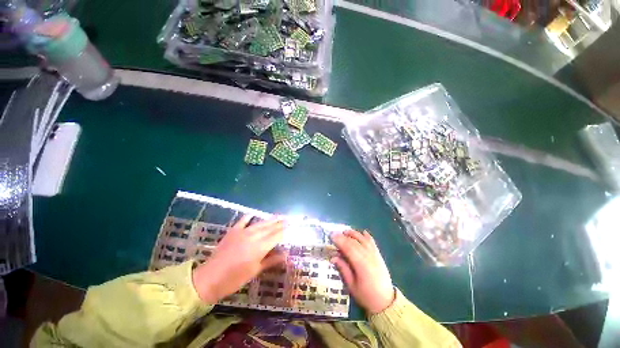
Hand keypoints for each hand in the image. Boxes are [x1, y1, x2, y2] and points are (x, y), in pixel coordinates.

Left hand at [192, 215, 285, 303]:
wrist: (209, 278)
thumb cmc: (234, 279)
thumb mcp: (255, 271)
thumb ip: (271, 260)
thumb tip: (286, 254)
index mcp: (260, 247)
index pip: (276, 235)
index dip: (285, 230)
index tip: (293, 226)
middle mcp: (253, 236)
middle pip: (270, 227)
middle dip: (281, 222)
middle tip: (289, 218)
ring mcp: (243, 231)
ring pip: (260, 223)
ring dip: (271, 219)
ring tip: (279, 215)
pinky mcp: (233, 231)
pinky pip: (243, 220)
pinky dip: (249, 216)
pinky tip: (254, 214)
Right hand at [331, 230, 394, 314]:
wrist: (386, 302)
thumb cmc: (366, 296)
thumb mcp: (352, 285)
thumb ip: (343, 269)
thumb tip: (333, 257)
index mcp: (361, 265)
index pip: (349, 248)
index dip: (340, 241)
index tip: (331, 236)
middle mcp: (369, 257)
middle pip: (355, 242)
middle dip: (344, 236)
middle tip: (335, 233)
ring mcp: (375, 255)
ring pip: (363, 240)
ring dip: (354, 234)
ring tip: (345, 231)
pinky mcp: (379, 255)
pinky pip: (373, 242)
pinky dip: (367, 236)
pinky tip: (362, 232)